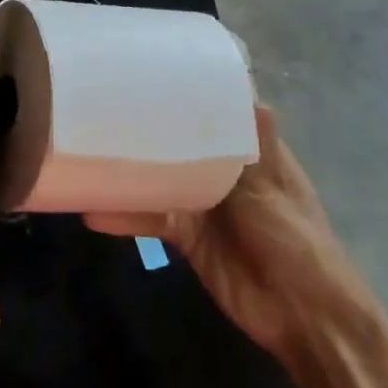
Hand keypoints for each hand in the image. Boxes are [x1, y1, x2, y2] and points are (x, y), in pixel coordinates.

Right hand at [86, 105, 387, 371]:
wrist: (302, 315)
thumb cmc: (295, 242)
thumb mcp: (273, 189)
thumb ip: (252, 146)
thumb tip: (245, 90)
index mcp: (252, 153)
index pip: (220, 115)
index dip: (191, 95)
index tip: (151, 72)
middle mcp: (224, 173)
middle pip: (180, 146)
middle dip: (148, 131)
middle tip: (98, 107)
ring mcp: (203, 205)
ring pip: (159, 181)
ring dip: (129, 174)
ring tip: (85, 156)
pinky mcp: (186, 236)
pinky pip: (150, 219)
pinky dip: (124, 217)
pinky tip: (91, 212)